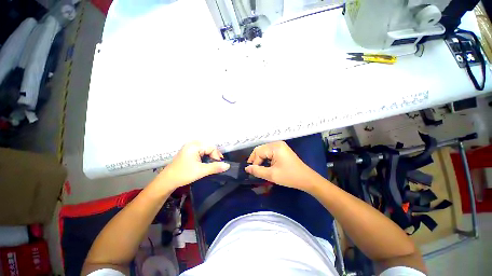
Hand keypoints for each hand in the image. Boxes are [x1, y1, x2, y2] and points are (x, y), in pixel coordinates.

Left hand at [158, 141, 229, 188]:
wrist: (167, 180)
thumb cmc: (184, 174)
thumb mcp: (201, 171)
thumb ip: (215, 167)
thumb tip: (228, 165)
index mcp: (194, 146)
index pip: (211, 147)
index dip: (217, 155)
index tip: (219, 165)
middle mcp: (192, 143)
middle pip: (208, 147)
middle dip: (214, 155)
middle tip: (216, 164)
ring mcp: (189, 146)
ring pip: (205, 149)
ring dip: (210, 156)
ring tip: (212, 164)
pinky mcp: (188, 150)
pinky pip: (201, 150)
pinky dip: (205, 156)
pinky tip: (205, 162)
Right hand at [245, 141, 316, 190]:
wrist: (307, 179)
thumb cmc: (289, 177)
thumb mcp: (271, 175)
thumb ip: (257, 171)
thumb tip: (247, 168)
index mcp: (275, 147)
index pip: (258, 151)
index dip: (254, 161)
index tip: (253, 171)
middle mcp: (277, 144)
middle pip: (261, 149)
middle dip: (256, 159)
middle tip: (254, 170)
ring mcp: (280, 146)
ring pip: (264, 151)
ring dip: (261, 159)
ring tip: (259, 168)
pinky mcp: (282, 150)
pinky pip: (270, 152)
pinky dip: (266, 158)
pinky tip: (266, 165)